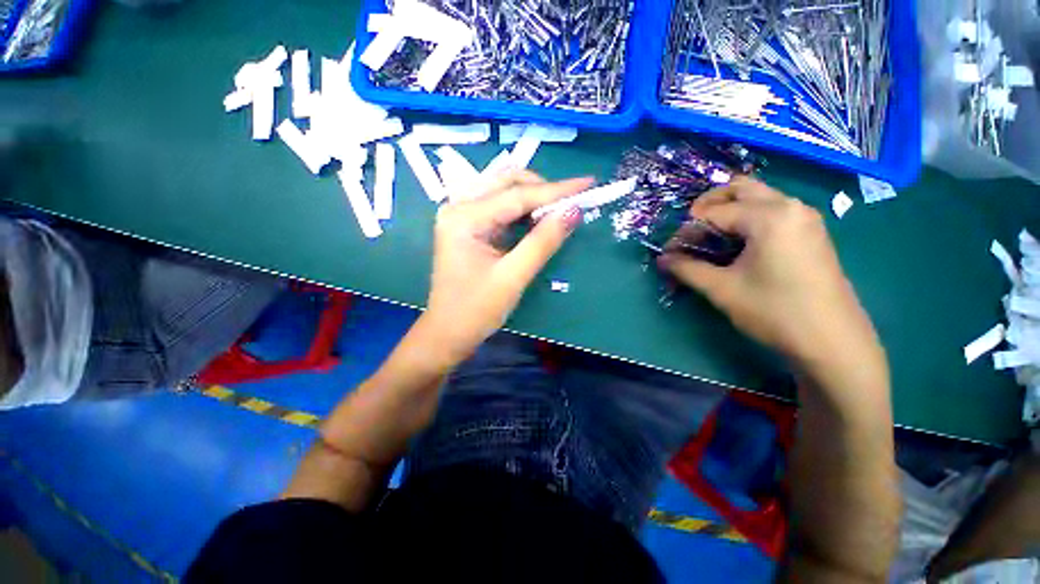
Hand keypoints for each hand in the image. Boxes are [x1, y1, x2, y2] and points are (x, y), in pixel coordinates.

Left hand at [420, 170, 590, 367]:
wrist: (448, 333)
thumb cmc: (476, 310)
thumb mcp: (513, 277)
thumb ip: (543, 241)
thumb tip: (574, 210)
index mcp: (464, 218)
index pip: (517, 195)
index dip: (556, 190)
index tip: (587, 184)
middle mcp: (458, 207)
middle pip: (506, 181)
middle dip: (542, 189)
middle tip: (572, 202)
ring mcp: (460, 215)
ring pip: (502, 190)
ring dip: (532, 197)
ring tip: (558, 210)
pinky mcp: (466, 226)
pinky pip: (498, 206)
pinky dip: (521, 209)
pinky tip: (537, 218)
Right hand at [658, 177, 880, 370]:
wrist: (832, 342)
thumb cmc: (774, 311)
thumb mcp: (722, 289)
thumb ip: (687, 269)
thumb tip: (662, 259)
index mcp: (769, 216)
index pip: (713, 213)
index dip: (686, 231)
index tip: (671, 252)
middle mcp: (790, 206)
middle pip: (739, 189)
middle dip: (707, 206)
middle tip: (690, 231)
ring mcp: (804, 218)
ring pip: (758, 197)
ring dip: (728, 211)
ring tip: (710, 239)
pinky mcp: (811, 232)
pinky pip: (773, 211)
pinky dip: (748, 219)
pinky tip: (737, 245)